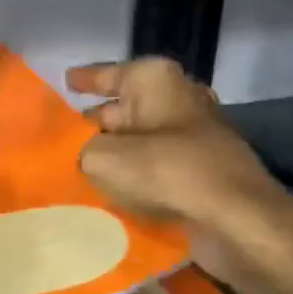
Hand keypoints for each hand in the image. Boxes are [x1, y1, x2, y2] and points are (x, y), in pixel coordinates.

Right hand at [65, 57, 292, 293]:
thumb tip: (77, 156)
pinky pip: (153, 167)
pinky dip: (132, 175)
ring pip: (137, 140)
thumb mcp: (101, 157)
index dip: (84, 80)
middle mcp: (176, 100)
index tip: (64, 83)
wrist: (235, 219)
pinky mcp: (199, 171)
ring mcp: (192, 137)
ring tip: (73, 170)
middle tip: (57, 139)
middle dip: (91, 124)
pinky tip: (106, 191)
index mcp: (155, 81)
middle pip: (122, 109)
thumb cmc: (166, 171)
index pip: (108, 74)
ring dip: (111, 154)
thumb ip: (79, 150)